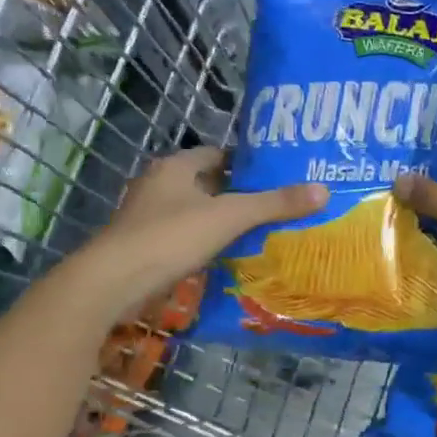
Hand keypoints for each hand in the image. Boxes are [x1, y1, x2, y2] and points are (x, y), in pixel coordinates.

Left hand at [98, 148, 326, 293]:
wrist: (113, 282)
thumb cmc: (170, 237)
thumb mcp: (229, 217)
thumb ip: (274, 205)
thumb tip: (323, 191)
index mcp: (175, 167)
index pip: (217, 154)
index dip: (246, 163)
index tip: (276, 175)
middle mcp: (158, 185)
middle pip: (206, 183)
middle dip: (237, 193)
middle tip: (275, 205)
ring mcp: (147, 217)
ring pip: (194, 212)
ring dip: (220, 220)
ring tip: (258, 232)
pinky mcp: (144, 246)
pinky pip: (183, 237)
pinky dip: (205, 243)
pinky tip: (227, 257)